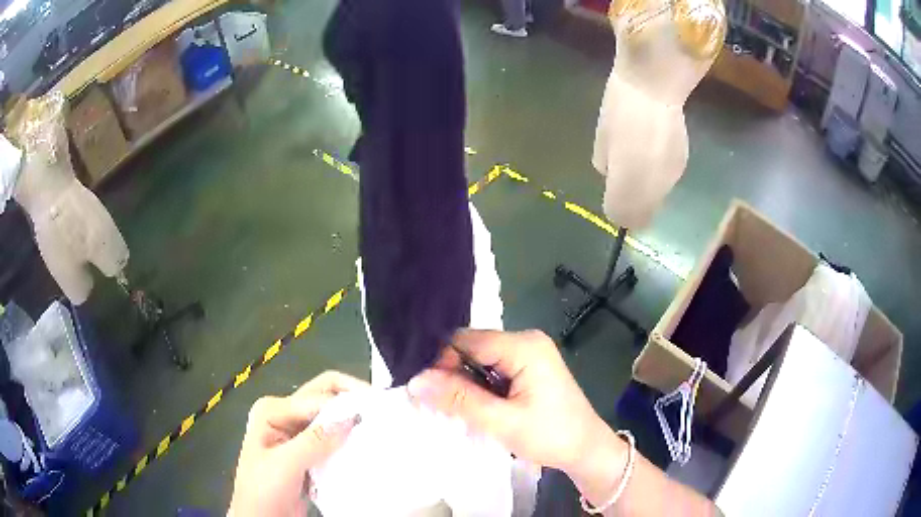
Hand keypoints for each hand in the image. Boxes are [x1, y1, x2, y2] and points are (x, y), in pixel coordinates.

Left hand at [228, 371, 368, 516]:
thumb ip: (314, 441)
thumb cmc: (263, 489)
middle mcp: (285, 415)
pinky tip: (367, 444)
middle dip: (351, 399)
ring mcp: (298, 434)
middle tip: (382, 409)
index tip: (376, 414)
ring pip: (332, 417)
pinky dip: (350, 439)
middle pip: (323, 397)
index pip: (315, 398)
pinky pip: (334, 439)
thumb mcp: (285, 465)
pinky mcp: (310, 452)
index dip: (344, 404)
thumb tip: (350, 418)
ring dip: (353, 420)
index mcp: (272, 410)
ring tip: (381, 425)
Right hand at [407, 329, 611, 473]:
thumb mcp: (502, 421)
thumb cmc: (551, 436)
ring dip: (464, 384)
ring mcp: (529, 354)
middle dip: (451, 375)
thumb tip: (416, 381)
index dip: (441, 362)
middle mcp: (526, 341)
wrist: (587, 450)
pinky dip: (478, 388)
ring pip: (480, 361)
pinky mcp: (528, 369)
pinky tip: (472, 406)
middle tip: (433, 404)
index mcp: (524, 346)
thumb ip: (459, 399)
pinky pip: (492, 370)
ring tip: (450, 409)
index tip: (424, 391)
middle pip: (472, 348)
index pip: (466, 340)